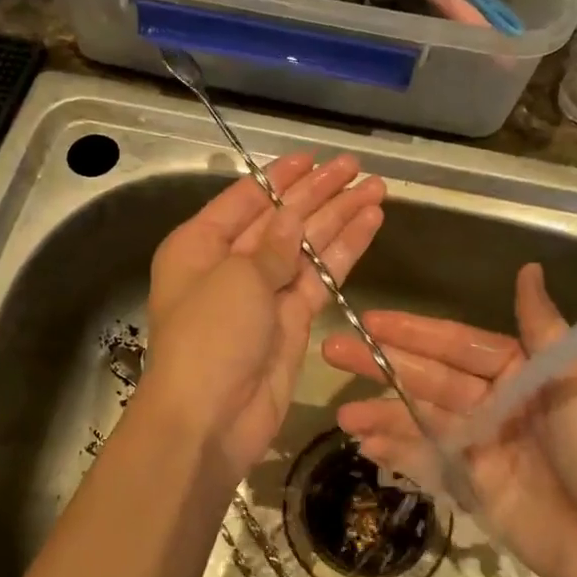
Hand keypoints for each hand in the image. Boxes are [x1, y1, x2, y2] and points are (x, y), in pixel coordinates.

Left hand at [139, 152, 384, 483]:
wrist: (210, 419)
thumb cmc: (209, 336)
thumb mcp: (237, 278)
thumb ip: (272, 244)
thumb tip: (293, 216)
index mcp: (200, 245)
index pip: (246, 200)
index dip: (281, 178)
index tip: (314, 158)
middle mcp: (231, 264)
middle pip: (281, 219)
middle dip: (319, 193)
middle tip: (356, 168)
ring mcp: (264, 293)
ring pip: (307, 246)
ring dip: (340, 218)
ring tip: (376, 189)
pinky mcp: (292, 320)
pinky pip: (320, 277)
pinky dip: (345, 252)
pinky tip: (370, 224)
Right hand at [321, 263, 576, 576]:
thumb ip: (543, 329)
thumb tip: (528, 268)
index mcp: (522, 373)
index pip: (458, 344)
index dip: (415, 332)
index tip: (371, 320)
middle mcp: (495, 403)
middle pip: (430, 379)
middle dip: (382, 365)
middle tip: (333, 351)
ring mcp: (480, 447)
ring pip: (420, 419)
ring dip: (382, 413)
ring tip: (344, 412)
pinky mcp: (472, 488)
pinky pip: (427, 462)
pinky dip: (396, 452)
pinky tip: (365, 443)